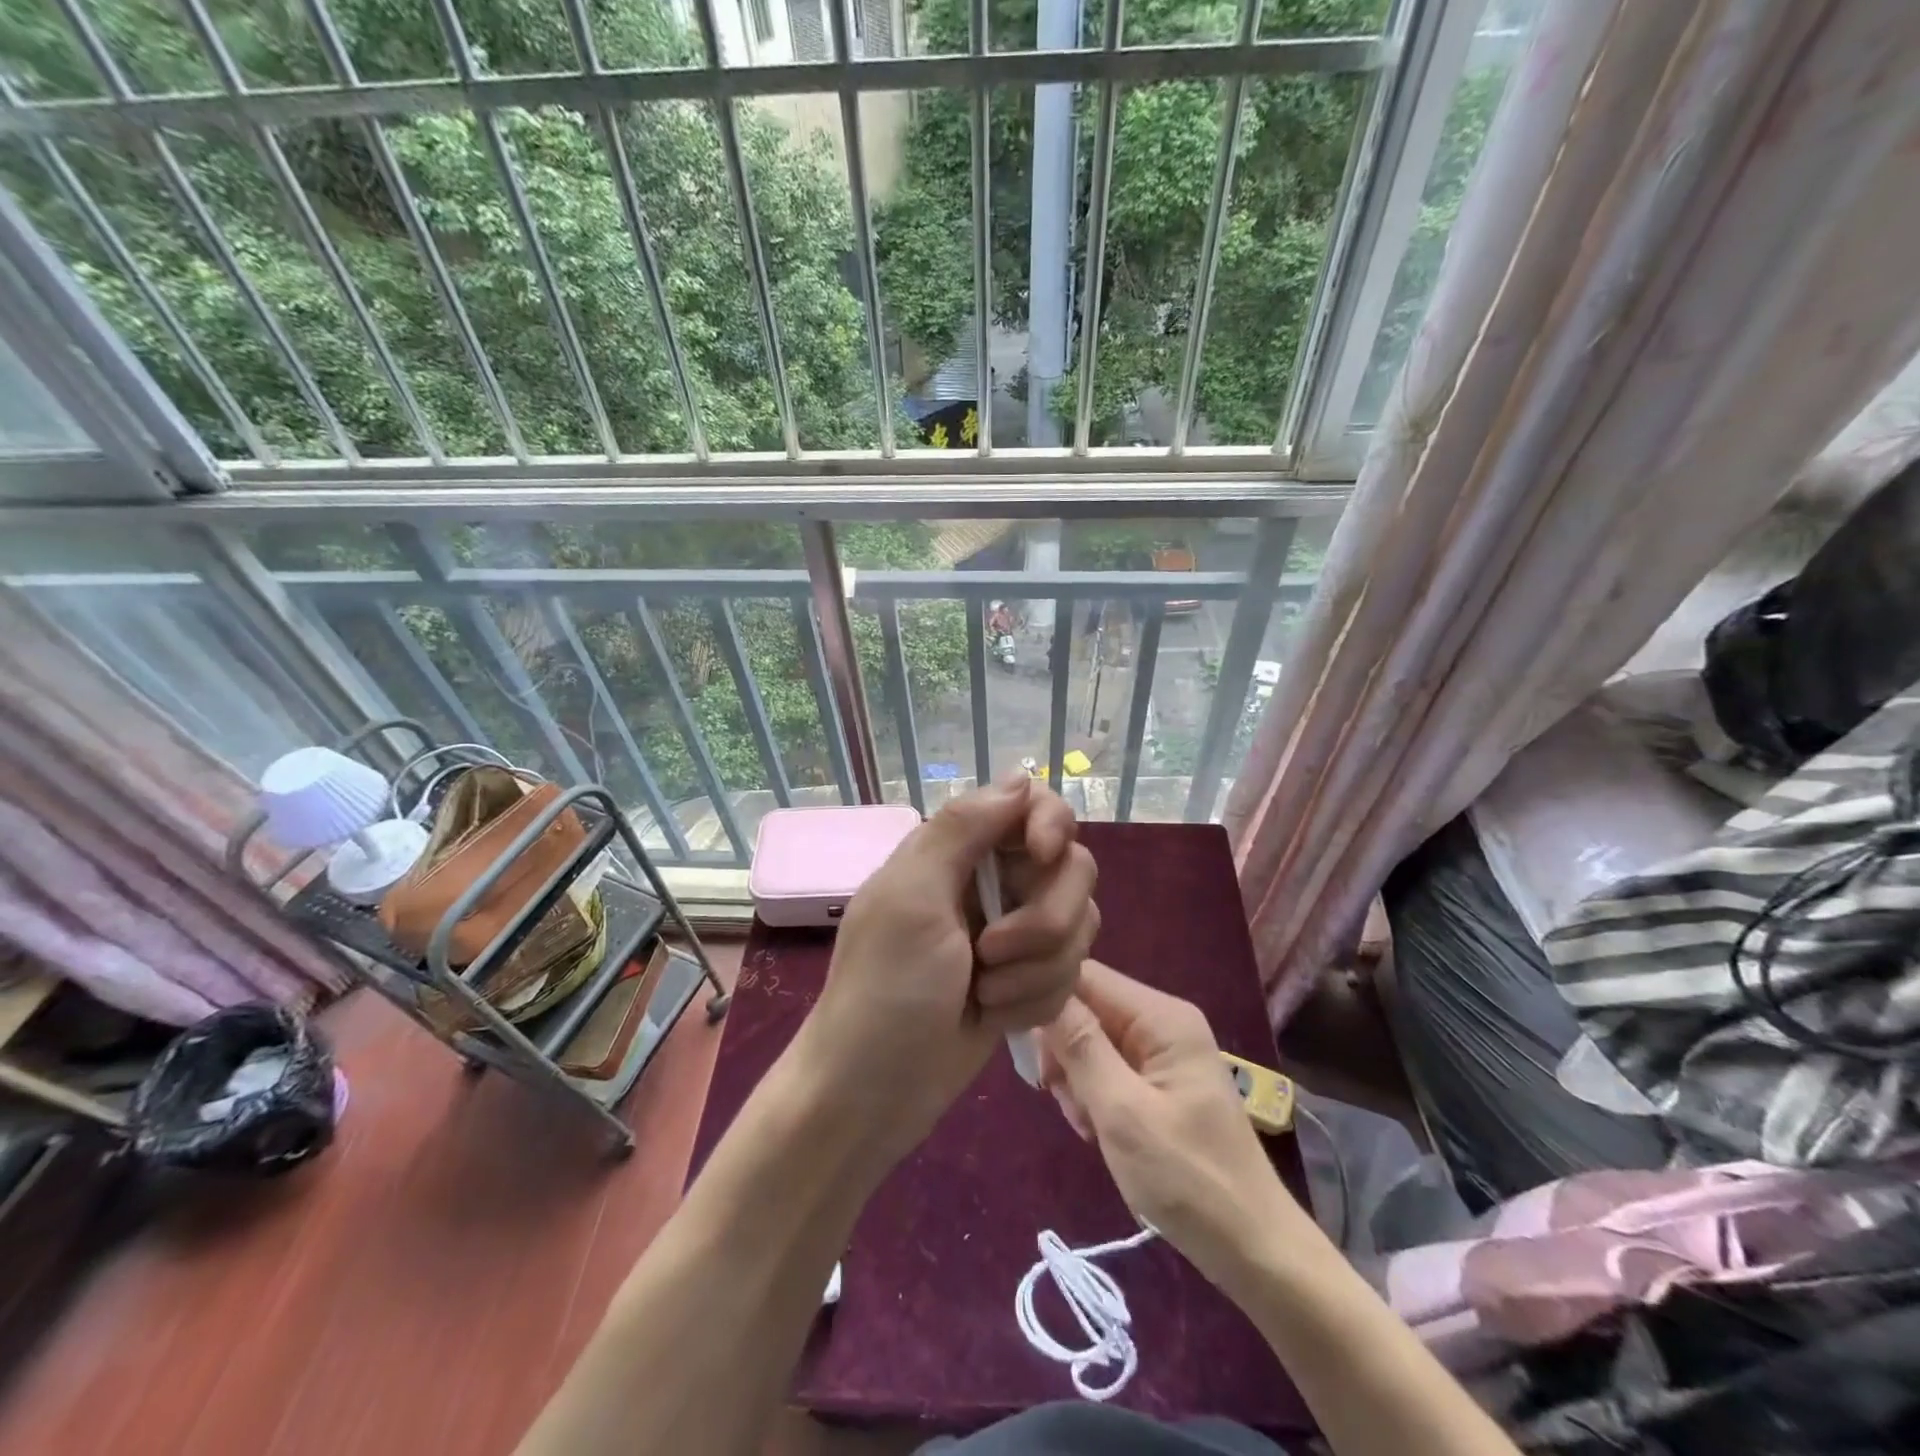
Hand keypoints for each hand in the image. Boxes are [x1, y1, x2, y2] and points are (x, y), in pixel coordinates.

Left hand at [796, 773, 1098, 1167]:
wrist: (875, 1093)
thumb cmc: (885, 988)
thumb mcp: (912, 897)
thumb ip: (963, 828)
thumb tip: (1022, 776)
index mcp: (957, 850)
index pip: (1032, 805)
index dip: (1050, 824)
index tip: (1043, 856)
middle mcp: (992, 882)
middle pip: (1070, 869)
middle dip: (1043, 922)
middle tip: (989, 955)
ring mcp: (1015, 933)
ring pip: (1078, 925)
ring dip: (1037, 969)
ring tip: (986, 995)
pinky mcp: (1029, 979)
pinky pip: (1070, 973)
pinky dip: (1036, 999)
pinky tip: (995, 1017)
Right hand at [1039, 959, 1308, 1285]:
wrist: (1253, 1250)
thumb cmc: (1188, 1180)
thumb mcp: (1123, 1113)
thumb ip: (1081, 1047)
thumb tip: (1042, 991)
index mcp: (1161, 1017)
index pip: (1085, 976)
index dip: (1048, 1000)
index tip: (1029, 1049)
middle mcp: (1162, 1022)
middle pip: (1086, 1008)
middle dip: (1064, 1051)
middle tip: (1062, 1097)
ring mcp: (1161, 1052)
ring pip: (1091, 1041)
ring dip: (1077, 1080)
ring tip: (1088, 1124)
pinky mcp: (1158, 1081)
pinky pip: (1107, 1069)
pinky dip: (1094, 1096)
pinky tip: (1098, 1131)